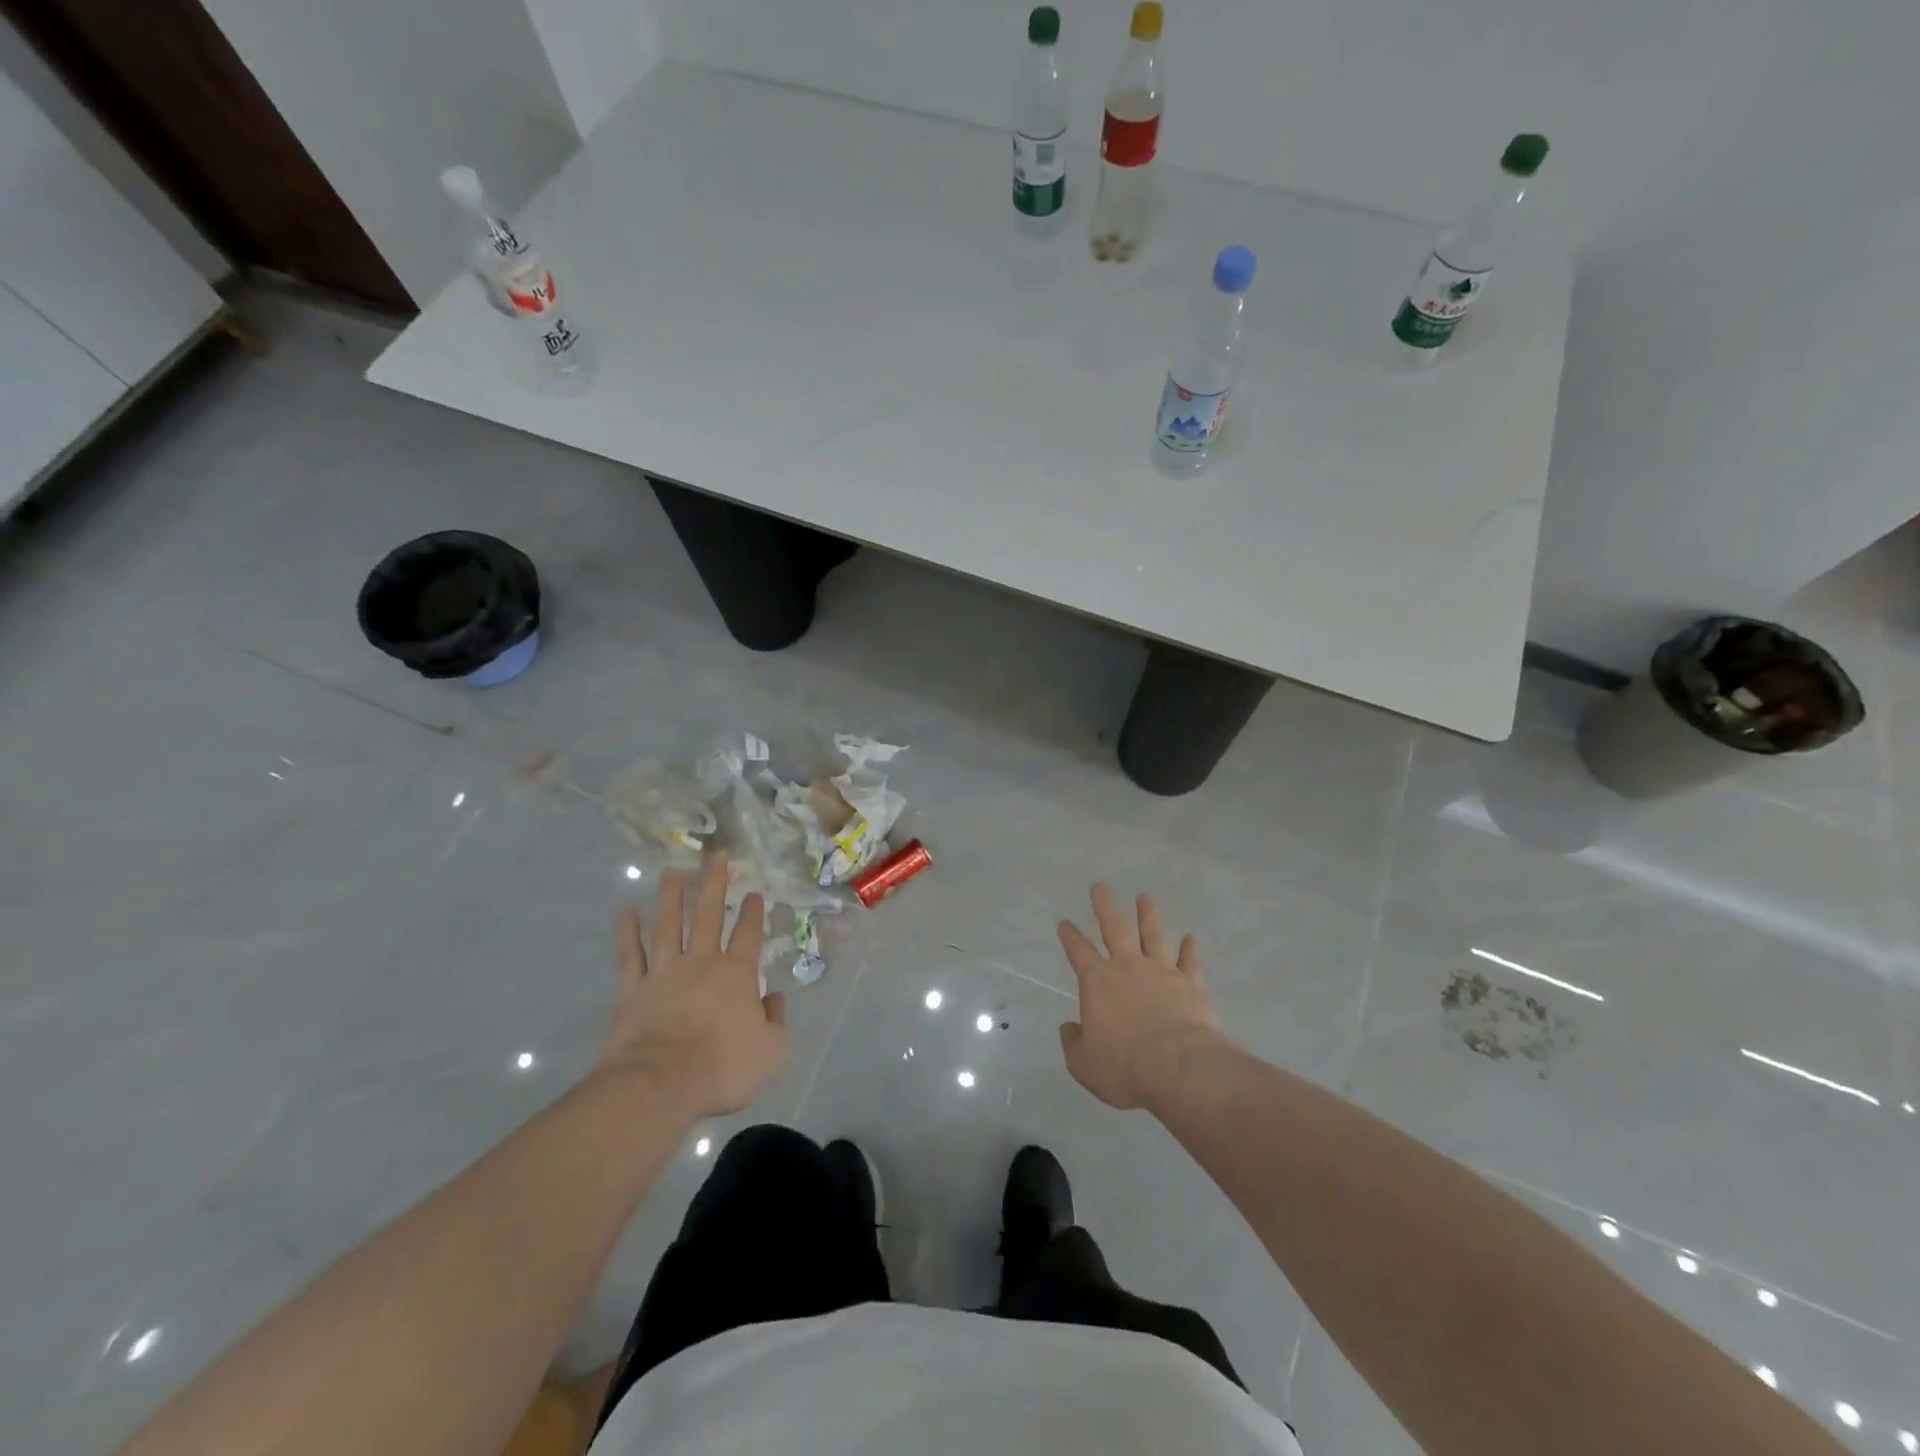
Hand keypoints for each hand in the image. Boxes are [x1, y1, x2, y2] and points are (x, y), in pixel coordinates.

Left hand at [596, 856, 786, 1117]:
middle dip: (715, 885)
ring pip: (669, 925)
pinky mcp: (633, 989)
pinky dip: (628, 932)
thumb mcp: (771, 1050)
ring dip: (671, 897)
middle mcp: (702, 963)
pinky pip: (630, 955)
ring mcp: (664, 972)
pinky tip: (627, 911)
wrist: (662, 1084)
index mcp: (737, 974)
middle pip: (709, 916)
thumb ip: (775, 1019)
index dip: (753, 912)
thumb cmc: (723, 1067)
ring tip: (672, 872)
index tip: (755, 893)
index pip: (749, 934)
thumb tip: (774, 998)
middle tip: (717, 858)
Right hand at [1057, 884, 1222, 1111]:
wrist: (1179, 1068)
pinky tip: (1191, 938)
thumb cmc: (1124, 1066)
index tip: (1065, 922)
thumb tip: (1070, 1028)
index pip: (1078, 951)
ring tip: (1144, 897)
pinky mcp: (1191, 985)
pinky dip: (1190, 950)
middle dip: (1105, 907)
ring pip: (1152, 935)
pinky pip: (1190, 962)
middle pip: (1114, 929)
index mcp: (1097, 981)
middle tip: (1100, 887)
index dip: (1070, 936)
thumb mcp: (1084, 1064)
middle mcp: (1128, 967)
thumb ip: (1074, 1043)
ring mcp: (1162, 972)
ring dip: (1147, 916)